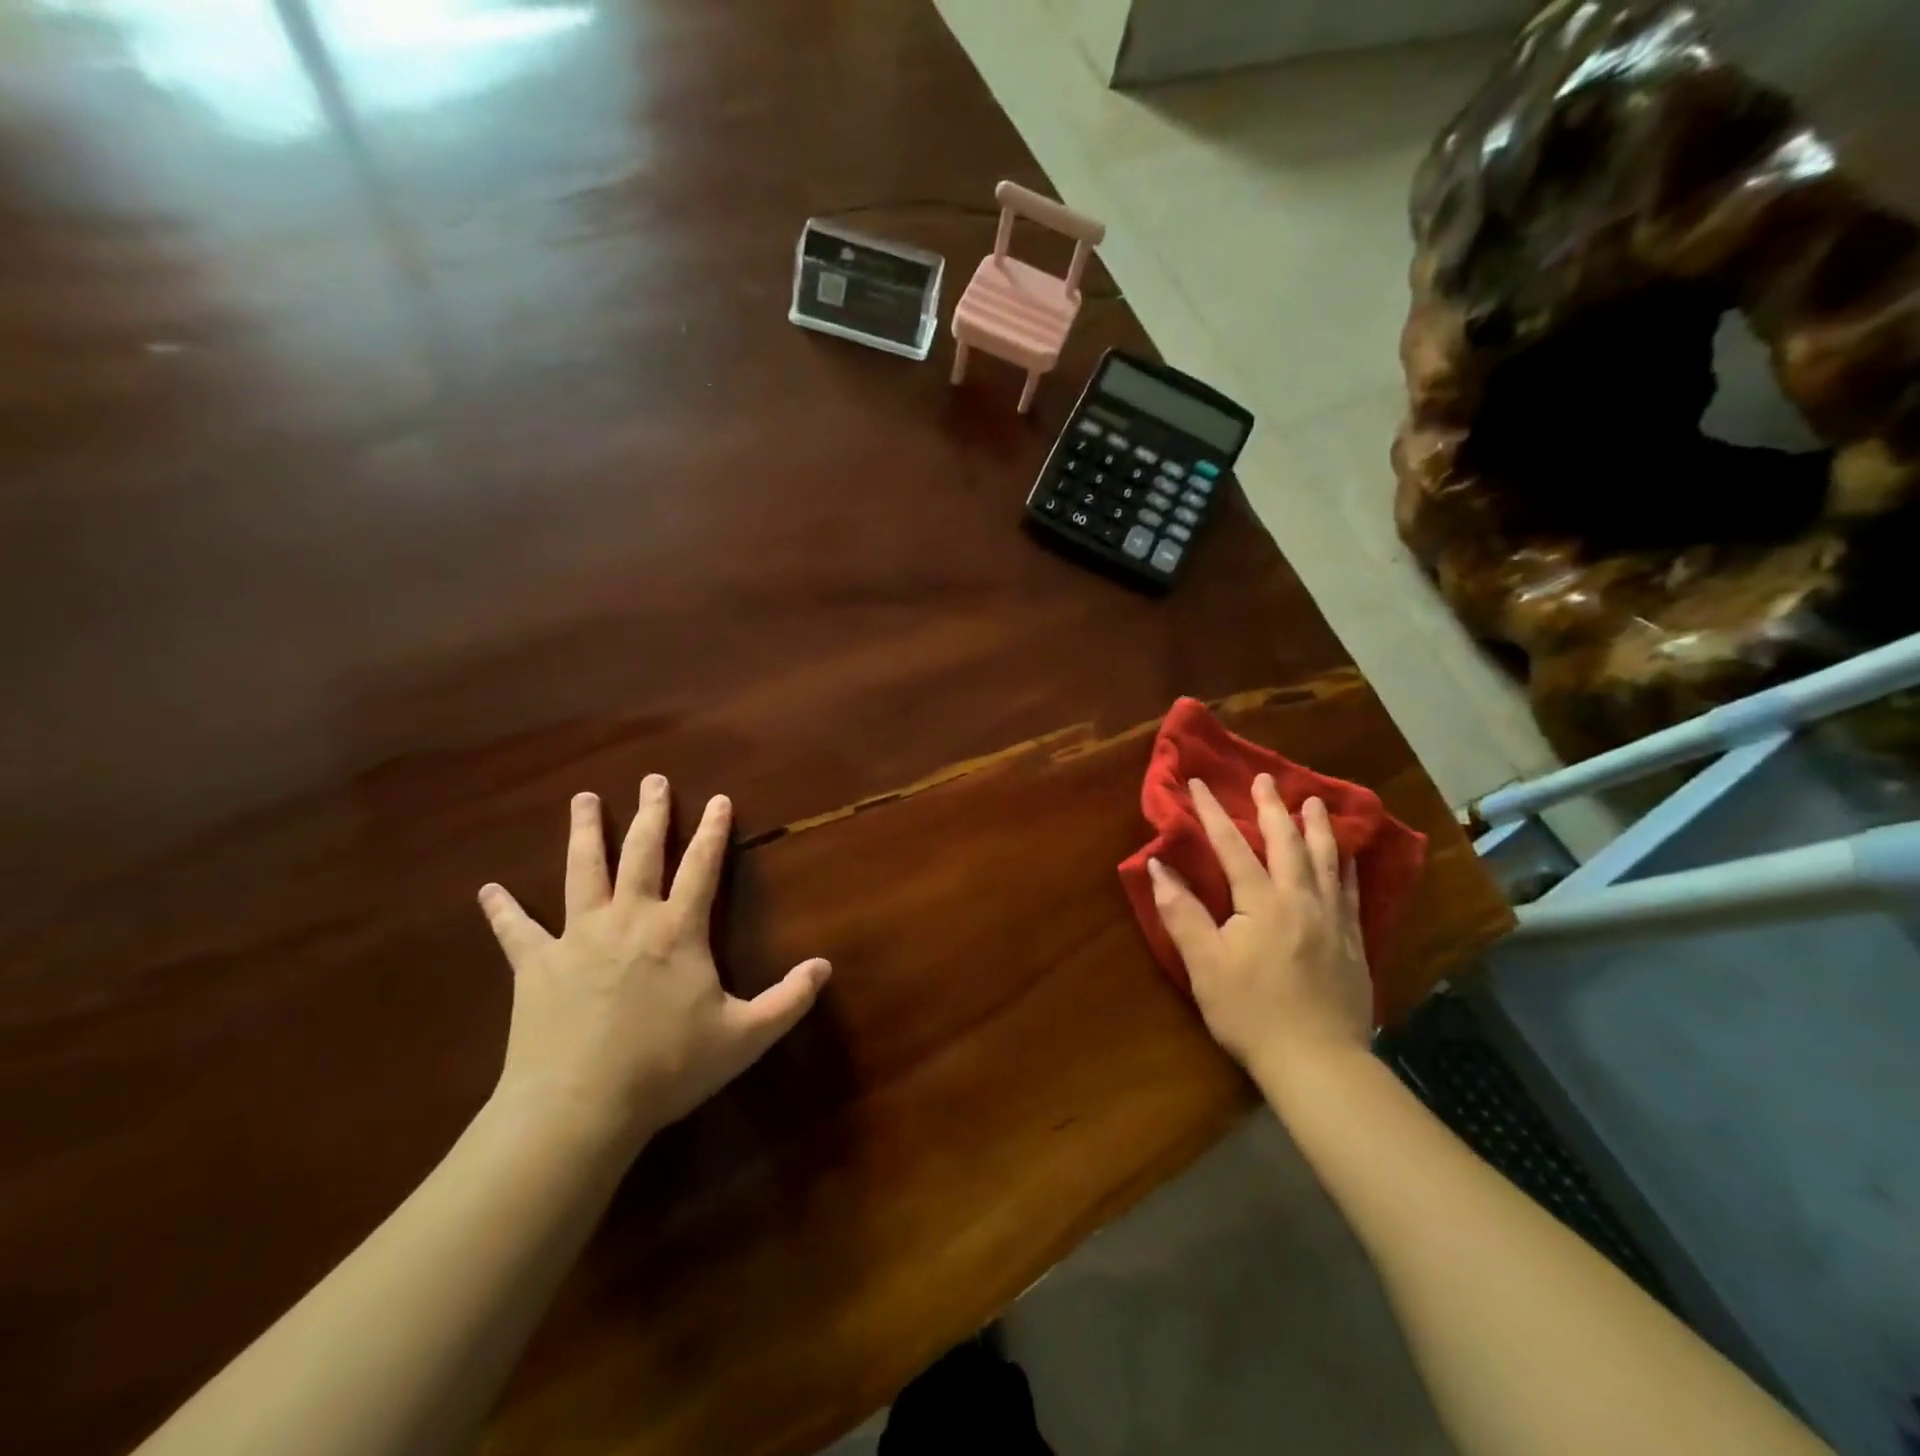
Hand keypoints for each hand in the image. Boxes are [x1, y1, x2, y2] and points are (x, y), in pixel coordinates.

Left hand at [477, 775, 831, 1149]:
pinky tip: (488, 890)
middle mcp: (629, 918)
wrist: (579, 1107)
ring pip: (582, 871)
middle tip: (653, 780)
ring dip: (585, 833)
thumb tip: (826, 966)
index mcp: (677, 930)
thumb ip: (788, 1000)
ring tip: (584, 800)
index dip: (714, 830)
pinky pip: (515, 931)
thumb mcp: (744, 1037)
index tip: (719, 799)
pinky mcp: (535, 965)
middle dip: (652, 814)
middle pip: (642, 852)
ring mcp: (577, 937)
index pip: (702, 866)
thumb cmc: (666, 1068)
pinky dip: (502, 910)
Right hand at [1147, 776, 1371, 1080]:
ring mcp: (1332, 920)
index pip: (1233, 846)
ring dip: (1317, 828)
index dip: (1213, 813)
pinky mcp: (1352, 943)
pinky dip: (1347, 868)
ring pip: (1326, 861)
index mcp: (1262, 902)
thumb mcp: (1204, 964)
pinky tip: (1348, 858)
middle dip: (1272, 808)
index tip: (1199, 783)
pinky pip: (1351, 892)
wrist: (1318, 1062)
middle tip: (1266, 779)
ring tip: (1313, 801)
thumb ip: (1182, 912)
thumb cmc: (1251, 1012)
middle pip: (1287, 843)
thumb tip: (1158, 866)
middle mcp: (1301, 900)